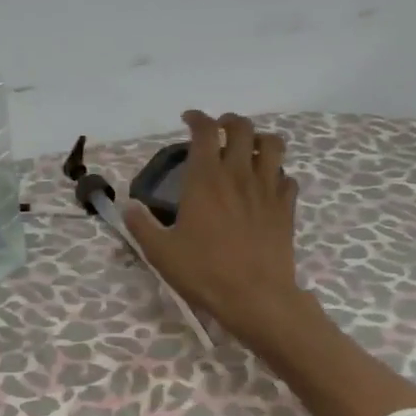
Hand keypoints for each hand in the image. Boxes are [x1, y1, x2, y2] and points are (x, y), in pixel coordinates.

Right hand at [124, 111, 311, 352]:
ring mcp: (267, 189)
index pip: (205, 131)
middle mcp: (238, 174)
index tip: (188, 119)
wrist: (255, 297)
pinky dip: (277, 173)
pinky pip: (287, 177)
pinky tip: (267, 185)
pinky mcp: (286, 208)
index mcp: (205, 179)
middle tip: (219, 130)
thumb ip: (141, 225)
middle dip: (230, 121)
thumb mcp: (160, 252)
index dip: (197, 118)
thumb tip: (128, 206)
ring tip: (249, 149)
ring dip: (260, 139)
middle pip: (243, 128)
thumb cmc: (204, 271)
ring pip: (273, 145)